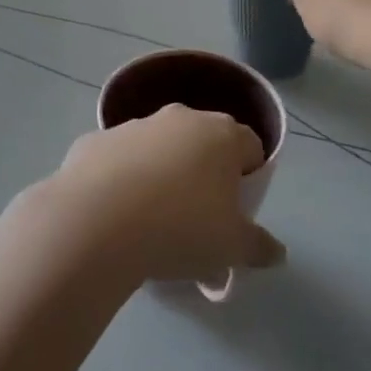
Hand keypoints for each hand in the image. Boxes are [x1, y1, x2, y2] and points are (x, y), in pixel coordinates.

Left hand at [37, 106, 284, 287]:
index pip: (250, 145)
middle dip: (203, 171)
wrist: (96, 223)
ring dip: (160, 172)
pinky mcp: (94, 141)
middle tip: (197, 215)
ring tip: (151, 219)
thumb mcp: (231, 248)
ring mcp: (132, 125)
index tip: (236, 209)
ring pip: (157, 147)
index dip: (248, 176)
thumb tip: (277, 252)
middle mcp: (179, 118)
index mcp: (221, 135)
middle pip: (202, 141)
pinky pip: (117, 159)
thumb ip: (259, 247)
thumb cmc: (180, 228)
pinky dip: (120, 178)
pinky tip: (113, 213)